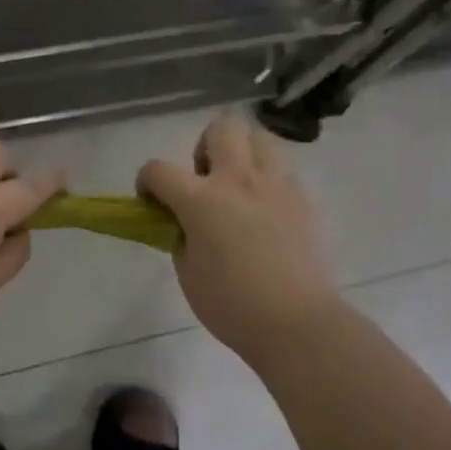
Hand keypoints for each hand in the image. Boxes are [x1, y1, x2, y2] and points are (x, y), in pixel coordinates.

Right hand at [139, 113, 338, 355]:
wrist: (296, 321)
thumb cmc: (232, 304)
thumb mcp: (187, 272)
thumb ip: (181, 236)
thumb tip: (185, 223)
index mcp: (201, 200)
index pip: (159, 169)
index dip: (147, 181)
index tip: (151, 200)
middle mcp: (239, 180)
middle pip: (221, 128)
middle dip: (204, 147)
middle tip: (204, 180)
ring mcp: (276, 185)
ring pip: (260, 137)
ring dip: (242, 152)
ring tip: (238, 185)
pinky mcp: (303, 199)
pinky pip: (282, 170)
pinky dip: (268, 179)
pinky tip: (265, 210)